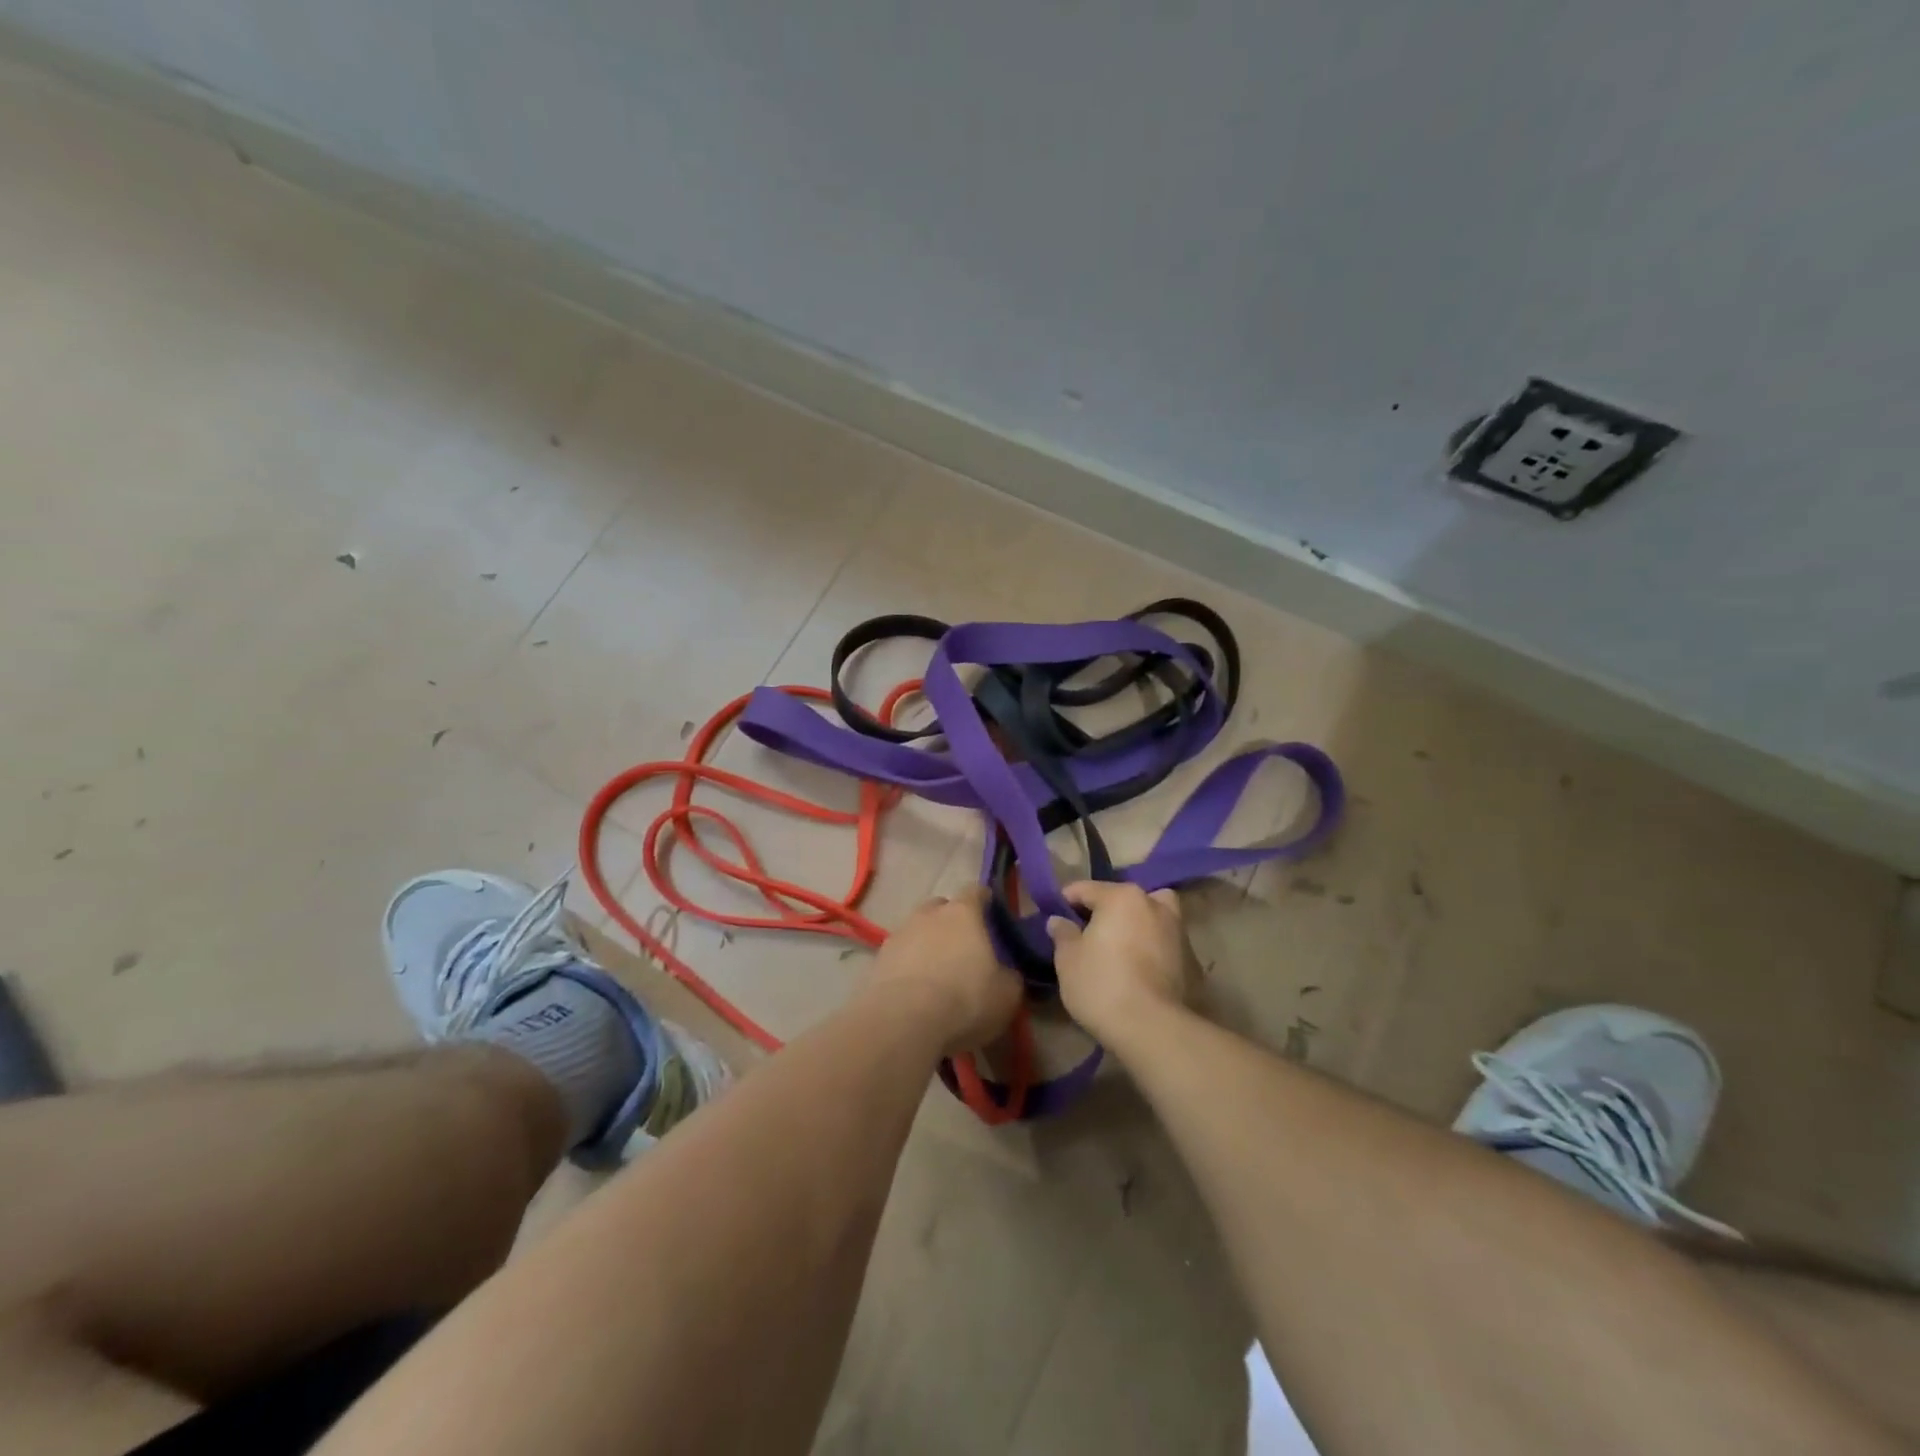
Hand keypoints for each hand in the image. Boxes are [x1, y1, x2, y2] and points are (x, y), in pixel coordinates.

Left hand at [869, 886, 1023, 1055]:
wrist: (903, 1021)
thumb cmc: (965, 1000)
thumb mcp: (1006, 995)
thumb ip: (1009, 976)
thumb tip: (1005, 973)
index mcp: (963, 913)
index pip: (975, 891)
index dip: (984, 900)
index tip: (991, 914)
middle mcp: (929, 914)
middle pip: (941, 907)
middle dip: (951, 921)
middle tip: (963, 948)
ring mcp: (899, 934)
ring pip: (917, 930)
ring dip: (927, 944)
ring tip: (936, 974)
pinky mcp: (878, 959)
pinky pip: (899, 955)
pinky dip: (908, 966)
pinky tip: (915, 991)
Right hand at [1045, 881, 1193, 1047]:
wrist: (1152, 1029)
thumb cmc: (1102, 984)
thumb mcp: (1068, 959)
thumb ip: (1063, 934)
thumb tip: (1058, 920)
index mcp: (1122, 897)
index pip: (1086, 889)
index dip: (1066, 901)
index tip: (1054, 916)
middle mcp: (1154, 904)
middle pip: (1123, 898)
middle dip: (1106, 910)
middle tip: (1089, 932)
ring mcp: (1178, 931)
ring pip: (1151, 916)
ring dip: (1136, 925)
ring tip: (1120, 948)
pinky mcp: (1191, 960)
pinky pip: (1164, 943)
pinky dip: (1152, 948)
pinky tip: (1139, 970)